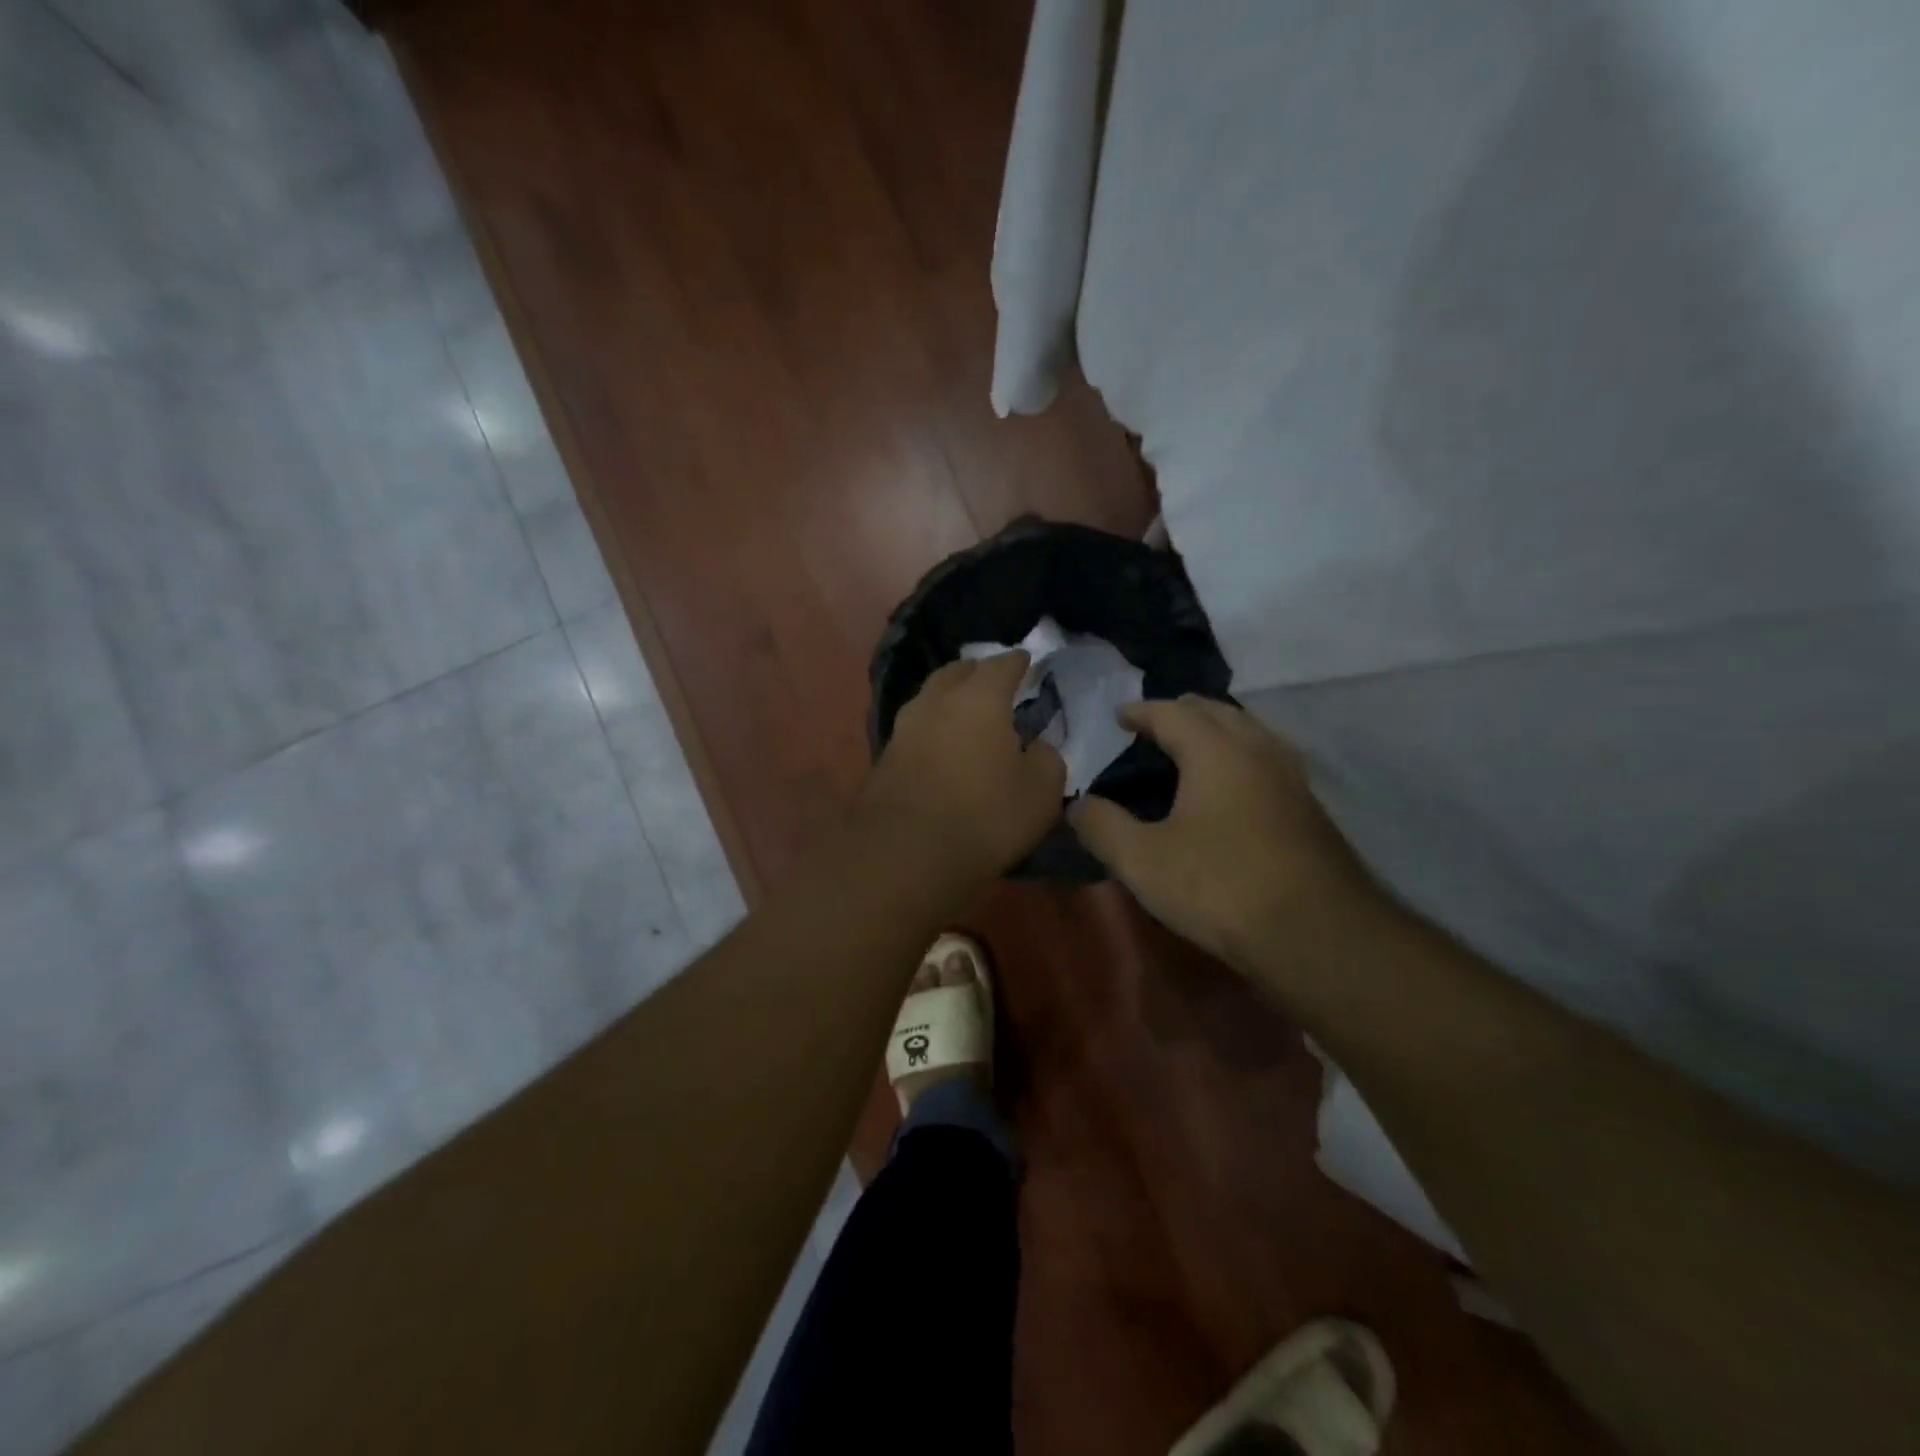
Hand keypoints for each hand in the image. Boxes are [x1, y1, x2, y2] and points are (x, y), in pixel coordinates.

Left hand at [860, 651, 1067, 880]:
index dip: (1018, 662)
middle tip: (994, 681)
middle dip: (977, 671)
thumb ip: (1047, 759)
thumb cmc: (984, 817)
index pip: (1002, 665)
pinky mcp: (885, 758)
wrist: (904, 856)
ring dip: (950, 698)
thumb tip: (1036, 746)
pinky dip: (934, 727)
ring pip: (931, 698)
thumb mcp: (1041, 792)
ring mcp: (905, 728)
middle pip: (957, 672)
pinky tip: (942, 744)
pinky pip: (917, 728)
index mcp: (979, 698)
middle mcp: (937, 701)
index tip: (1027, 661)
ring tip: (967, 711)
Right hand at [1069, 696, 1379, 968]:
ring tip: (1190, 752)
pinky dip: (1239, 757)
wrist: (1318, 934)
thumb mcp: (1143, 861)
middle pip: (1216, 711)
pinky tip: (1231, 789)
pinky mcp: (1309, 807)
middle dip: (1181, 713)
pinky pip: (1266, 759)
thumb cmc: (1221, 887)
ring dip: (1216, 731)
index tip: (1120, 715)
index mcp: (1215, 750)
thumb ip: (1102, 826)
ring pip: (1249, 732)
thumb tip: (1076, 805)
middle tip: (1152, 727)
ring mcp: (1291, 776)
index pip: (1172, 712)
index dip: (1141, 711)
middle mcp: (1258, 749)